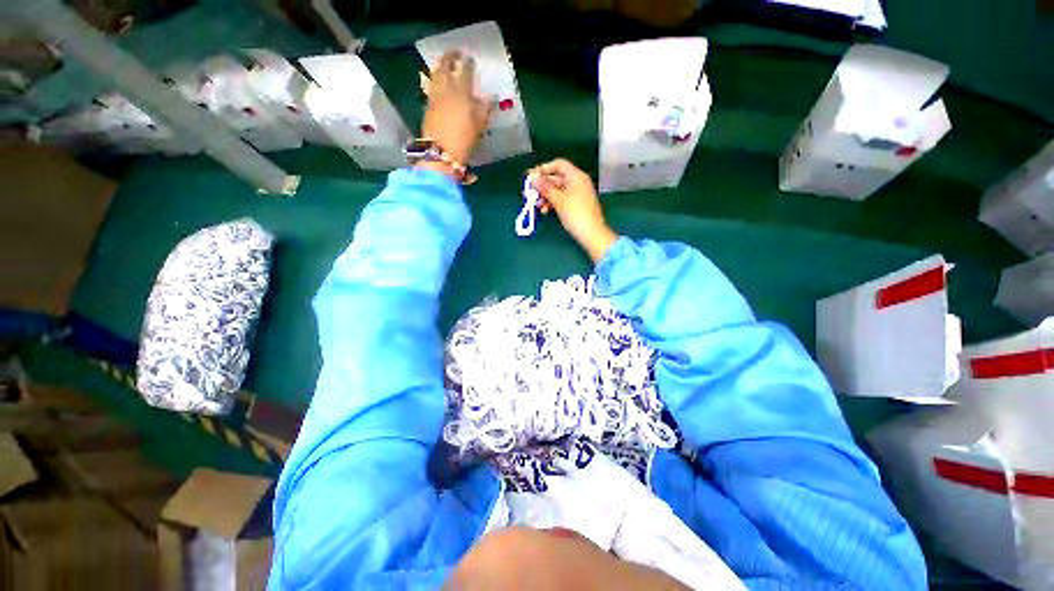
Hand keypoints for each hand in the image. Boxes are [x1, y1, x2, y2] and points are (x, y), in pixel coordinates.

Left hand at [420, 51, 492, 165]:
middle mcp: (445, 89)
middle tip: (455, 53)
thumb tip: (491, 97)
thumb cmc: (464, 140)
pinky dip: (434, 80)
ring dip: (440, 66)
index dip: (468, 63)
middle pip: (445, 67)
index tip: (470, 58)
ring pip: (435, 75)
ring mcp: (434, 97)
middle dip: (450, 57)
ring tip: (443, 64)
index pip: (465, 71)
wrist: (441, 153)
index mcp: (461, 91)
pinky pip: (431, 87)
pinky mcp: (427, 107)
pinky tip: (437, 82)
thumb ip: (485, 108)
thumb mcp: (479, 125)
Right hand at [529, 159, 618, 262]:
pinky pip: (562, 198)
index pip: (558, 164)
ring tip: (536, 205)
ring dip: (546, 196)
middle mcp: (578, 182)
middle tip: (529, 192)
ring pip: (558, 190)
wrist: (591, 233)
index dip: (544, 168)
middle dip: (542, 185)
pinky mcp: (577, 204)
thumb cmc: (575, 213)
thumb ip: (544, 187)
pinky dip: (552, 202)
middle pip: (557, 178)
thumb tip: (533, 177)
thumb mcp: (558, 200)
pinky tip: (545, 210)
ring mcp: (578, 193)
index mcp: (576, 176)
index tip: (532, 177)